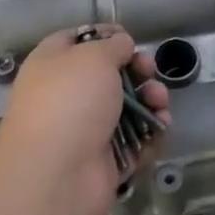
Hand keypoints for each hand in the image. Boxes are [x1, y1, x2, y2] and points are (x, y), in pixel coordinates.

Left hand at [0, 26, 169, 214]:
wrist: (55, 178)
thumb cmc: (71, 102)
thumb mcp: (94, 57)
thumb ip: (113, 45)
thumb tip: (121, 45)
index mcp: (52, 65)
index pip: (77, 41)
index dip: (104, 36)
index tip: (129, 38)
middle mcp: (67, 97)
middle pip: (109, 76)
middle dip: (137, 71)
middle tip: (149, 72)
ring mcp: (85, 132)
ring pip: (127, 109)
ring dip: (150, 101)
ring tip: (159, 102)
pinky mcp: (104, 163)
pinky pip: (135, 143)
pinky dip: (151, 134)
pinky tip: (161, 127)